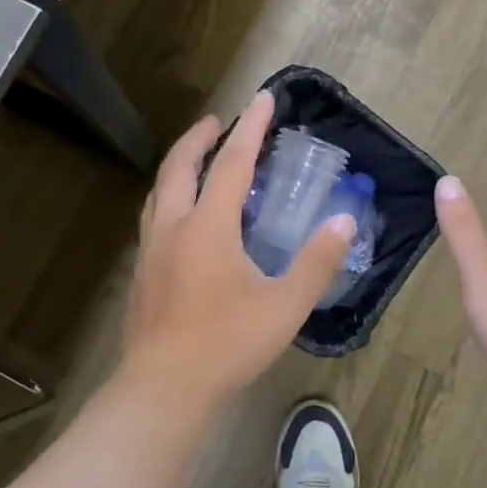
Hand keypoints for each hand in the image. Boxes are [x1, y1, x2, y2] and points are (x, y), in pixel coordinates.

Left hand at [120, 91, 355, 408]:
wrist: (163, 389)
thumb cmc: (226, 344)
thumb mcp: (284, 306)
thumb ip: (316, 262)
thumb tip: (344, 222)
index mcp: (208, 226)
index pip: (232, 162)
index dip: (250, 128)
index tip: (262, 98)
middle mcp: (174, 226)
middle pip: (180, 166)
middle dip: (200, 137)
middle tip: (218, 121)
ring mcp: (151, 249)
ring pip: (160, 190)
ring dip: (179, 165)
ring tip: (197, 159)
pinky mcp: (143, 272)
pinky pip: (154, 216)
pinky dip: (170, 196)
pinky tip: (182, 217)